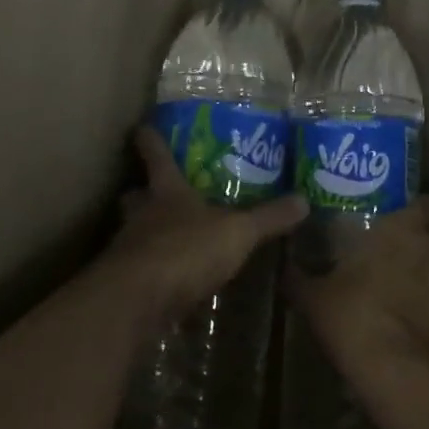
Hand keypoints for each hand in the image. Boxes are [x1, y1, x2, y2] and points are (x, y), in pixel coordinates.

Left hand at [106, 127, 308, 332]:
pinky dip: (153, 273)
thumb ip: (268, 218)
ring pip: (133, 232)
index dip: (151, 141)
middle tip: (154, 192)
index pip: (157, 157)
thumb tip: (304, 200)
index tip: (143, 127)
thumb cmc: (186, 250)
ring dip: (147, 233)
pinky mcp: (125, 286)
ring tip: (169, 239)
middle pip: (136, 196)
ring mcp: (129, 250)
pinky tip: (169, 282)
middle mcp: (142, 215)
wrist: (138, 302)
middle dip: (142, 192)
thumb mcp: (238, 233)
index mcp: (167, 193)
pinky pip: (140, 271)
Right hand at [283, 197, 428, 385]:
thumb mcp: (316, 300)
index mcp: (403, 228)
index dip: (418, 207)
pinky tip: (402, 318)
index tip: (399, 213)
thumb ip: (301, 277)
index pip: (428, 202)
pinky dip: (425, 303)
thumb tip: (286, 265)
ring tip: (391, 288)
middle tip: (385, 251)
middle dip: (412, 242)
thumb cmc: (358, 319)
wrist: (407, 377)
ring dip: (419, 273)